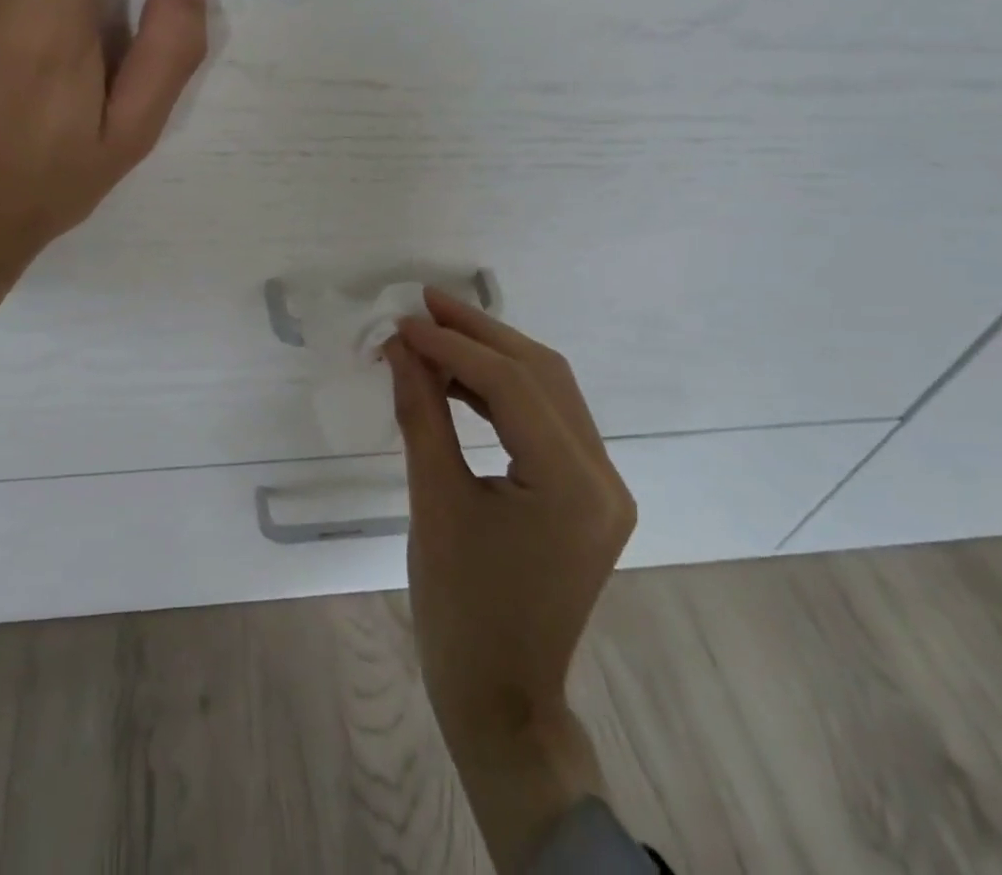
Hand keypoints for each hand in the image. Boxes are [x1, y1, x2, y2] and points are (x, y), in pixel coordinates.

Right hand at [385, 289, 636, 871]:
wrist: (502, 698)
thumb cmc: (460, 610)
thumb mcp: (434, 502)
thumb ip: (420, 413)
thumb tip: (399, 348)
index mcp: (573, 485)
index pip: (512, 386)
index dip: (453, 346)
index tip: (403, 322)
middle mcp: (602, 476)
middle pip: (541, 375)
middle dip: (480, 333)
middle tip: (425, 303)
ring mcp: (601, 485)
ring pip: (548, 391)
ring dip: (492, 356)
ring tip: (436, 330)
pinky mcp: (586, 493)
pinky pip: (546, 420)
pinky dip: (501, 391)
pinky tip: (459, 378)